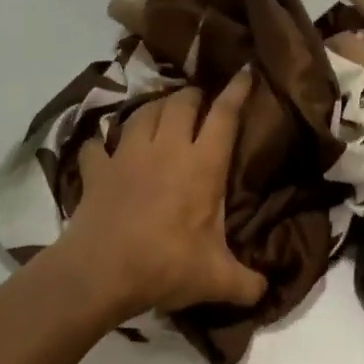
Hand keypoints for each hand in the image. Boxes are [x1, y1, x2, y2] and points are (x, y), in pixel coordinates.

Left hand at [58, 70, 268, 316]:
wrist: (101, 272)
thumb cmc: (166, 266)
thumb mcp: (217, 280)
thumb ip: (247, 284)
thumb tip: (267, 291)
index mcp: (202, 165)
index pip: (223, 116)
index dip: (236, 91)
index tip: (245, 72)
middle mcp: (165, 148)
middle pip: (181, 102)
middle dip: (194, 95)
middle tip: (201, 101)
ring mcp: (126, 155)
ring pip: (143, 112)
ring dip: (155, 107)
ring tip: (162, 112)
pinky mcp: (96, 170)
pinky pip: (98, 145)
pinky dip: (104, 143)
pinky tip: (105, 149)